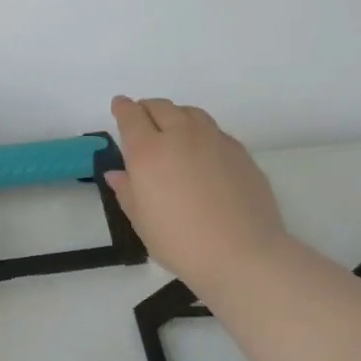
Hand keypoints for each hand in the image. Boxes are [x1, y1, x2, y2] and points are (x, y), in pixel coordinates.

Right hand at [106, 96, 292, 294]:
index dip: (123, 108)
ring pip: (190, 113)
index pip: (131, 116)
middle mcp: (180, 136)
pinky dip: (200, 132)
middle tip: (142, 119)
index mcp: (148, 151)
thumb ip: (127, 191)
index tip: (120, 106)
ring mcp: (214, 140)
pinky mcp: (239, 151)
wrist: (243, 254)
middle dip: (147, 108)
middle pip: (161, 107)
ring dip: (175, 115)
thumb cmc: (181, 243)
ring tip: (173, 130)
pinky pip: (214, 130)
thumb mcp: (142, 221)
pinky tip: (202, 151)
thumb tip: (117, 173)